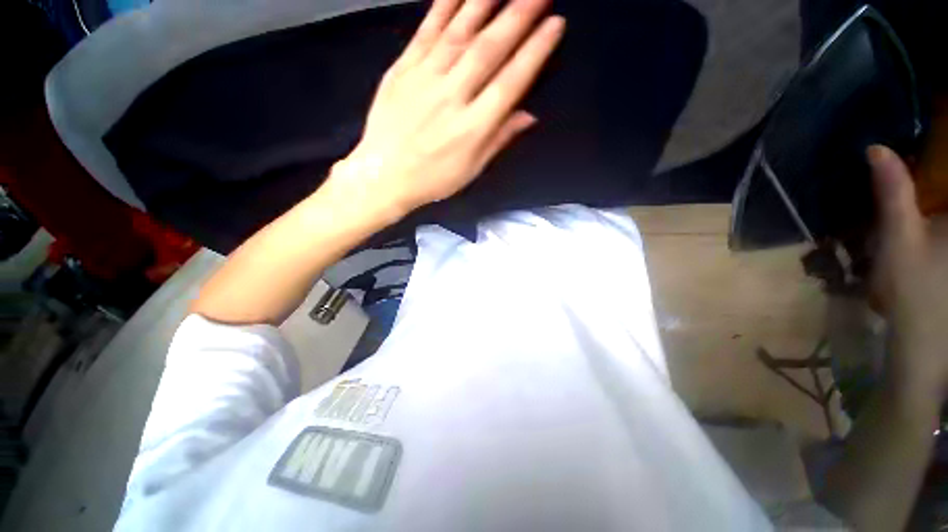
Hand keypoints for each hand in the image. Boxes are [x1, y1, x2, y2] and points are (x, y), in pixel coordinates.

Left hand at [329, 0, 564, 218]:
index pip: (510, 82)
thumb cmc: (431, 179)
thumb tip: (528, 116)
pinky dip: (444, 6)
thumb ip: (498, 139)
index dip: (534, 52)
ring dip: (485, 2)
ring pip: (459, 32)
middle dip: (518, 15)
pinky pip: (426, 31)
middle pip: (489, 50)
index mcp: (472, 129)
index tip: (554, 25)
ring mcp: (424, 80)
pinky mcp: (402, 70)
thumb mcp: (471, 169)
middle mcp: (451, 98)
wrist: (383, 175)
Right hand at [870, 145, 947, 402]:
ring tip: (926, 174)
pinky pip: (942, 213)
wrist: (926, 337)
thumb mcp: (898, 237)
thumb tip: (877, 149)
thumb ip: (893, 193)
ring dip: (937, 183)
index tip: (938, 113)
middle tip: (929, 142)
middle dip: (940, 159)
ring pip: (944, 201)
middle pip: (947, 184)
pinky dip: (939, 203)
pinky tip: (932, 202)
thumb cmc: (914, 289)